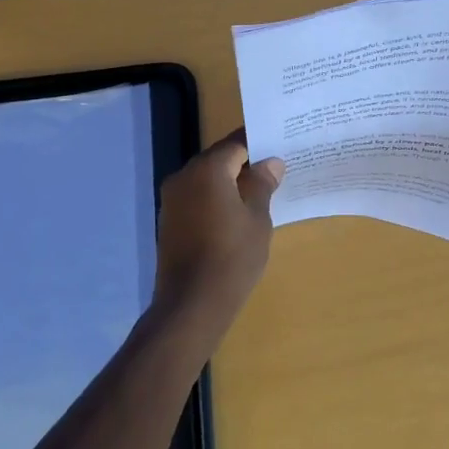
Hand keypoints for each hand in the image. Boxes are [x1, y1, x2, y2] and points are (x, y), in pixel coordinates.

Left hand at [154, 130, 283, 330]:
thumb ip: (263, 184)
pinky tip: (234, 215)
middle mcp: (184, 176)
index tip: (280, 147)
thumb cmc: (232, 257)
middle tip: (273, 171)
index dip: (259, 144)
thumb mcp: (257, 219)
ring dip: (228, 183)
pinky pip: (196, 198)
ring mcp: (172, 199)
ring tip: (258, 194)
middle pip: (219, 159)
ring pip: (206, 179)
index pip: (236, 143)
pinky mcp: (168, 220)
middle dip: (244, 163)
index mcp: (207, 169)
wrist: (191, 305)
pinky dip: (214, 199)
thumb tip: (270, 163)